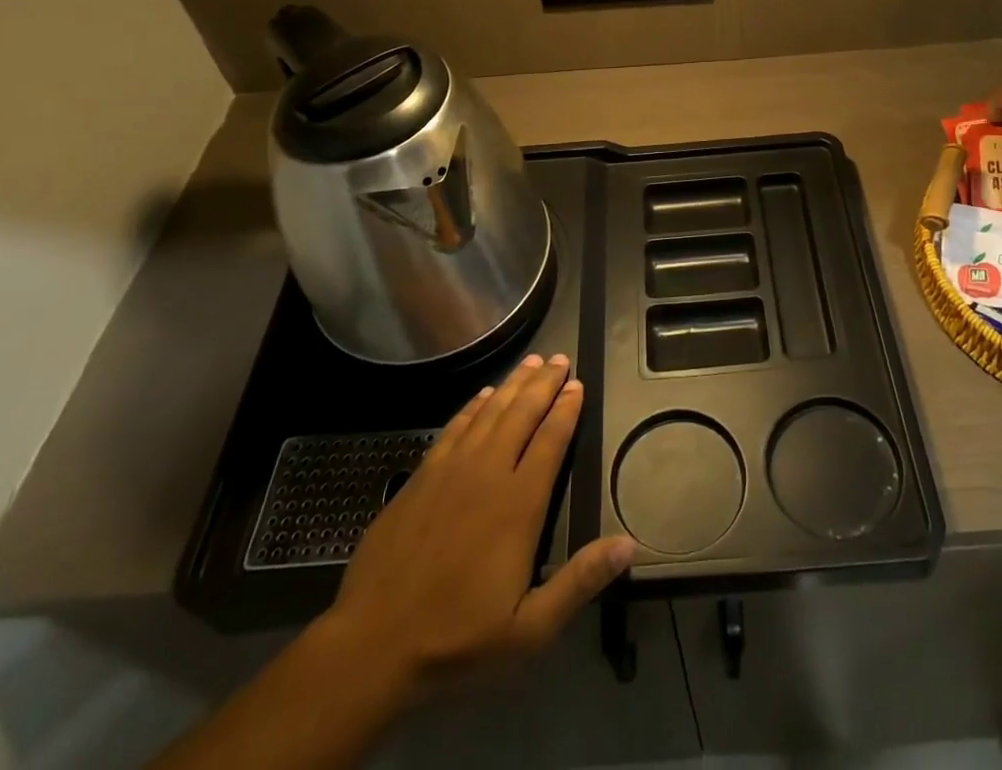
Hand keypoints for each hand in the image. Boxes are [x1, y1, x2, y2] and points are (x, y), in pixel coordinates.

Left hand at [321, 353, 632, 702]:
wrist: (372, 643)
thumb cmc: (458, 638)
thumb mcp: (529, 629)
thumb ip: (579, 581)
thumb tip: (628, 545)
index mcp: (519, 504)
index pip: (550, 440)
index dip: (566, 409)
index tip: (578, 383)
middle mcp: (487, 473)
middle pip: (521, 414)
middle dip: (543, 383)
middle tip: (558, 358)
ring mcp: (450, 470)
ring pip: (489, 412)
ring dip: (512, 384)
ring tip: (530, 362)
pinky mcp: (421, 476)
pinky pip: (454, 427)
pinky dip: (472, 405)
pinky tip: (482, 395)